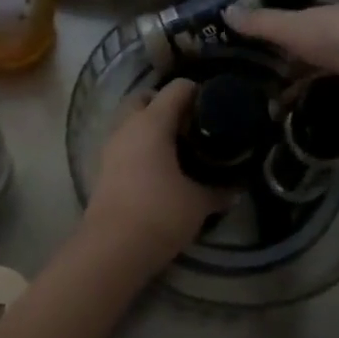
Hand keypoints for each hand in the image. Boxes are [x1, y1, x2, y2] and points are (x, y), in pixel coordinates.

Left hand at [84, 78, 231, 261]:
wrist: (112, 247)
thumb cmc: (159, 214)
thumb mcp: (198, 203)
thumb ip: (219, 191)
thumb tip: (236, 189)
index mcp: (152, 123)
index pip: (176, 89)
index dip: (197, 92)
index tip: (215, 106)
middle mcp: (127, 127)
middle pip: (144, 98)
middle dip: (165, 103)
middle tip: (190, 123)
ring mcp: (110, 147)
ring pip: (130, 121)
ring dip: (149, 125)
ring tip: (176, 146)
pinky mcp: (102, 168)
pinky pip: (123, 143)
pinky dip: (139, 145)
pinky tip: (158, 166)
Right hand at [226, 1, 338, 108]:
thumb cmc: (334, 37)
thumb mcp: (290, 28)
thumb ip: (260, 23)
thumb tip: (227, 12)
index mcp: (336, 17)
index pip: (308, 28)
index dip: (288, 44)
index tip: (269, 64)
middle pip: (324, 55)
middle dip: (302, 73)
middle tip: (277, 95)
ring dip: (318, 93)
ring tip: (294, 115)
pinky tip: (323, 122)